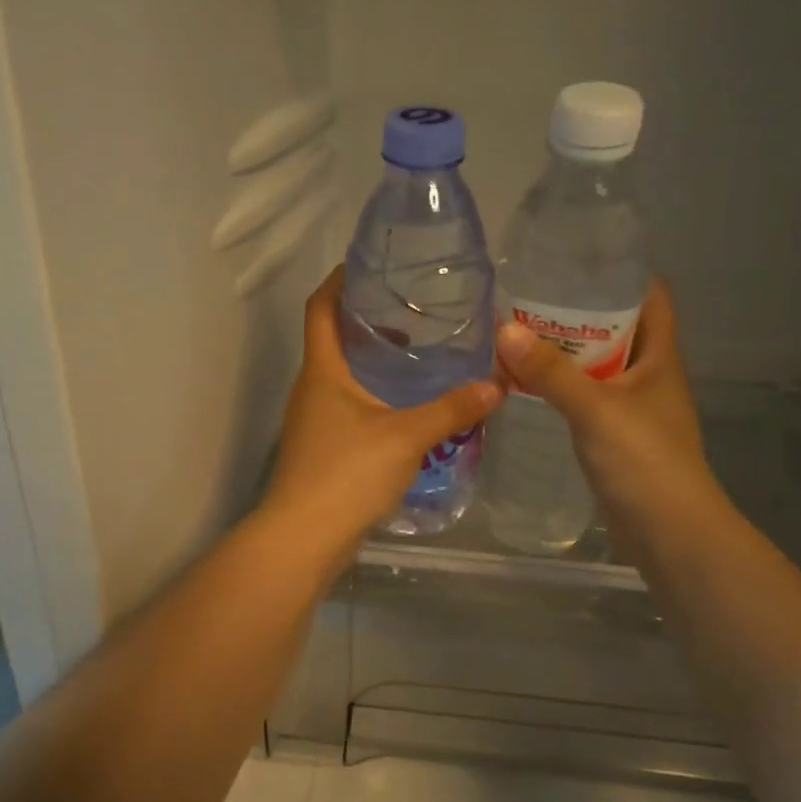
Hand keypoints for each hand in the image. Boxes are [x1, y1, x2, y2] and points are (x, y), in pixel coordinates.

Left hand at [261, 267, 501, 569]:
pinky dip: (374, 396)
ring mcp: (313, 421)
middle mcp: (312, 389)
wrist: (304, 537)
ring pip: (342, 376)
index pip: (320, 307)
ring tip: (416, 355)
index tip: (368, 264)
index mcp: (323, 371)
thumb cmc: (347, 473)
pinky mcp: (322, 449)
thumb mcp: (406, 436)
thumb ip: (451, 409)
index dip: (339, 280)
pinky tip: (406, 409)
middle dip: (366, 320)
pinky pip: (348, 407)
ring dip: (372, 362)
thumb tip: (496, 385)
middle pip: (332, 339)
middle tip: (411, 310)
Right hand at [495, 282, 720, 542]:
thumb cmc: (643, 460)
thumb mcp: (595, 408)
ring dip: (569, 356)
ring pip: (601, 369)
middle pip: (619, 331)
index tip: (578, 260)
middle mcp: (651, 377)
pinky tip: (533, 390)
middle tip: (531, 300)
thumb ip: (551, 372)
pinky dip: (566, 392)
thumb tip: (504, 329)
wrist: (668, 532)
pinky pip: (590, 402)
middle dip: (581, 314)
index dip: (622, 274)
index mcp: (659, 357)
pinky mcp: (619, 440)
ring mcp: (636, 411)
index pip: (650, 297)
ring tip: (522, 339)